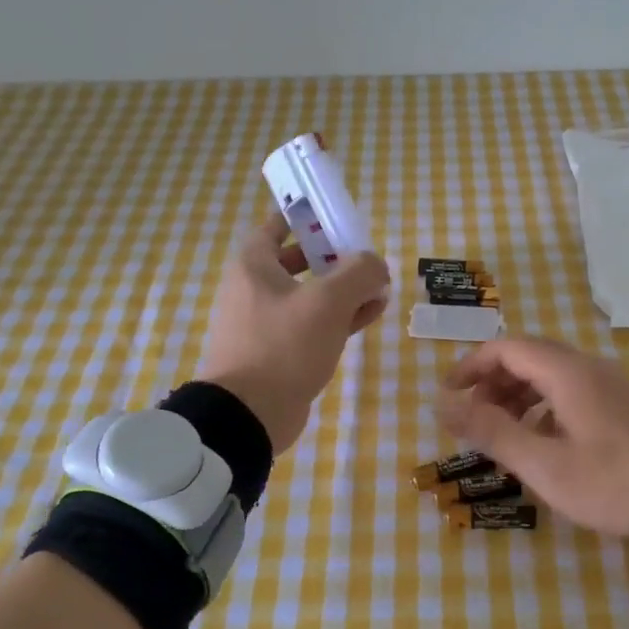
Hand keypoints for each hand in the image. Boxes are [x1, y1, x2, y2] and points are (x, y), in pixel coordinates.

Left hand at [196, 213, 389, 450]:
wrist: (249, 414)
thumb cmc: (283, 345)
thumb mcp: (328, 302)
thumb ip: (358, 273)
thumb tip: (376, 265)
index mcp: (253, 267)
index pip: (274, 226)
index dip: (303, 217)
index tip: (332, 214)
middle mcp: (254, 290)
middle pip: (296, 261)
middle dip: (333, 257)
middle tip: (365, 256)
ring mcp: (265, 324)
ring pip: (309, 296)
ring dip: (342, 290)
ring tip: (379, 288)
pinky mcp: (278, 353)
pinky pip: (312, 325)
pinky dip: (339, 318)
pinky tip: (370, 315)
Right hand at [439, 336, 628, 543]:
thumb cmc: (614, 481)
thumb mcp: (544, 464)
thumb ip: (491, 432)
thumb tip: (443, 405)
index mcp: (567, 372)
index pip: (506, 348)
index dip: (471, 366)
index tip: (448, 395)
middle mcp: (590, 367)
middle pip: (529, 357)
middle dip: (493, 382)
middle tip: (472, 418)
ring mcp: (612, 385)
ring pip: (552, 374)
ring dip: (518, 394)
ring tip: (502, 432)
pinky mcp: (625, 405)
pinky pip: (572, 391)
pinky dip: (544, 406)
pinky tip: (544, 441)